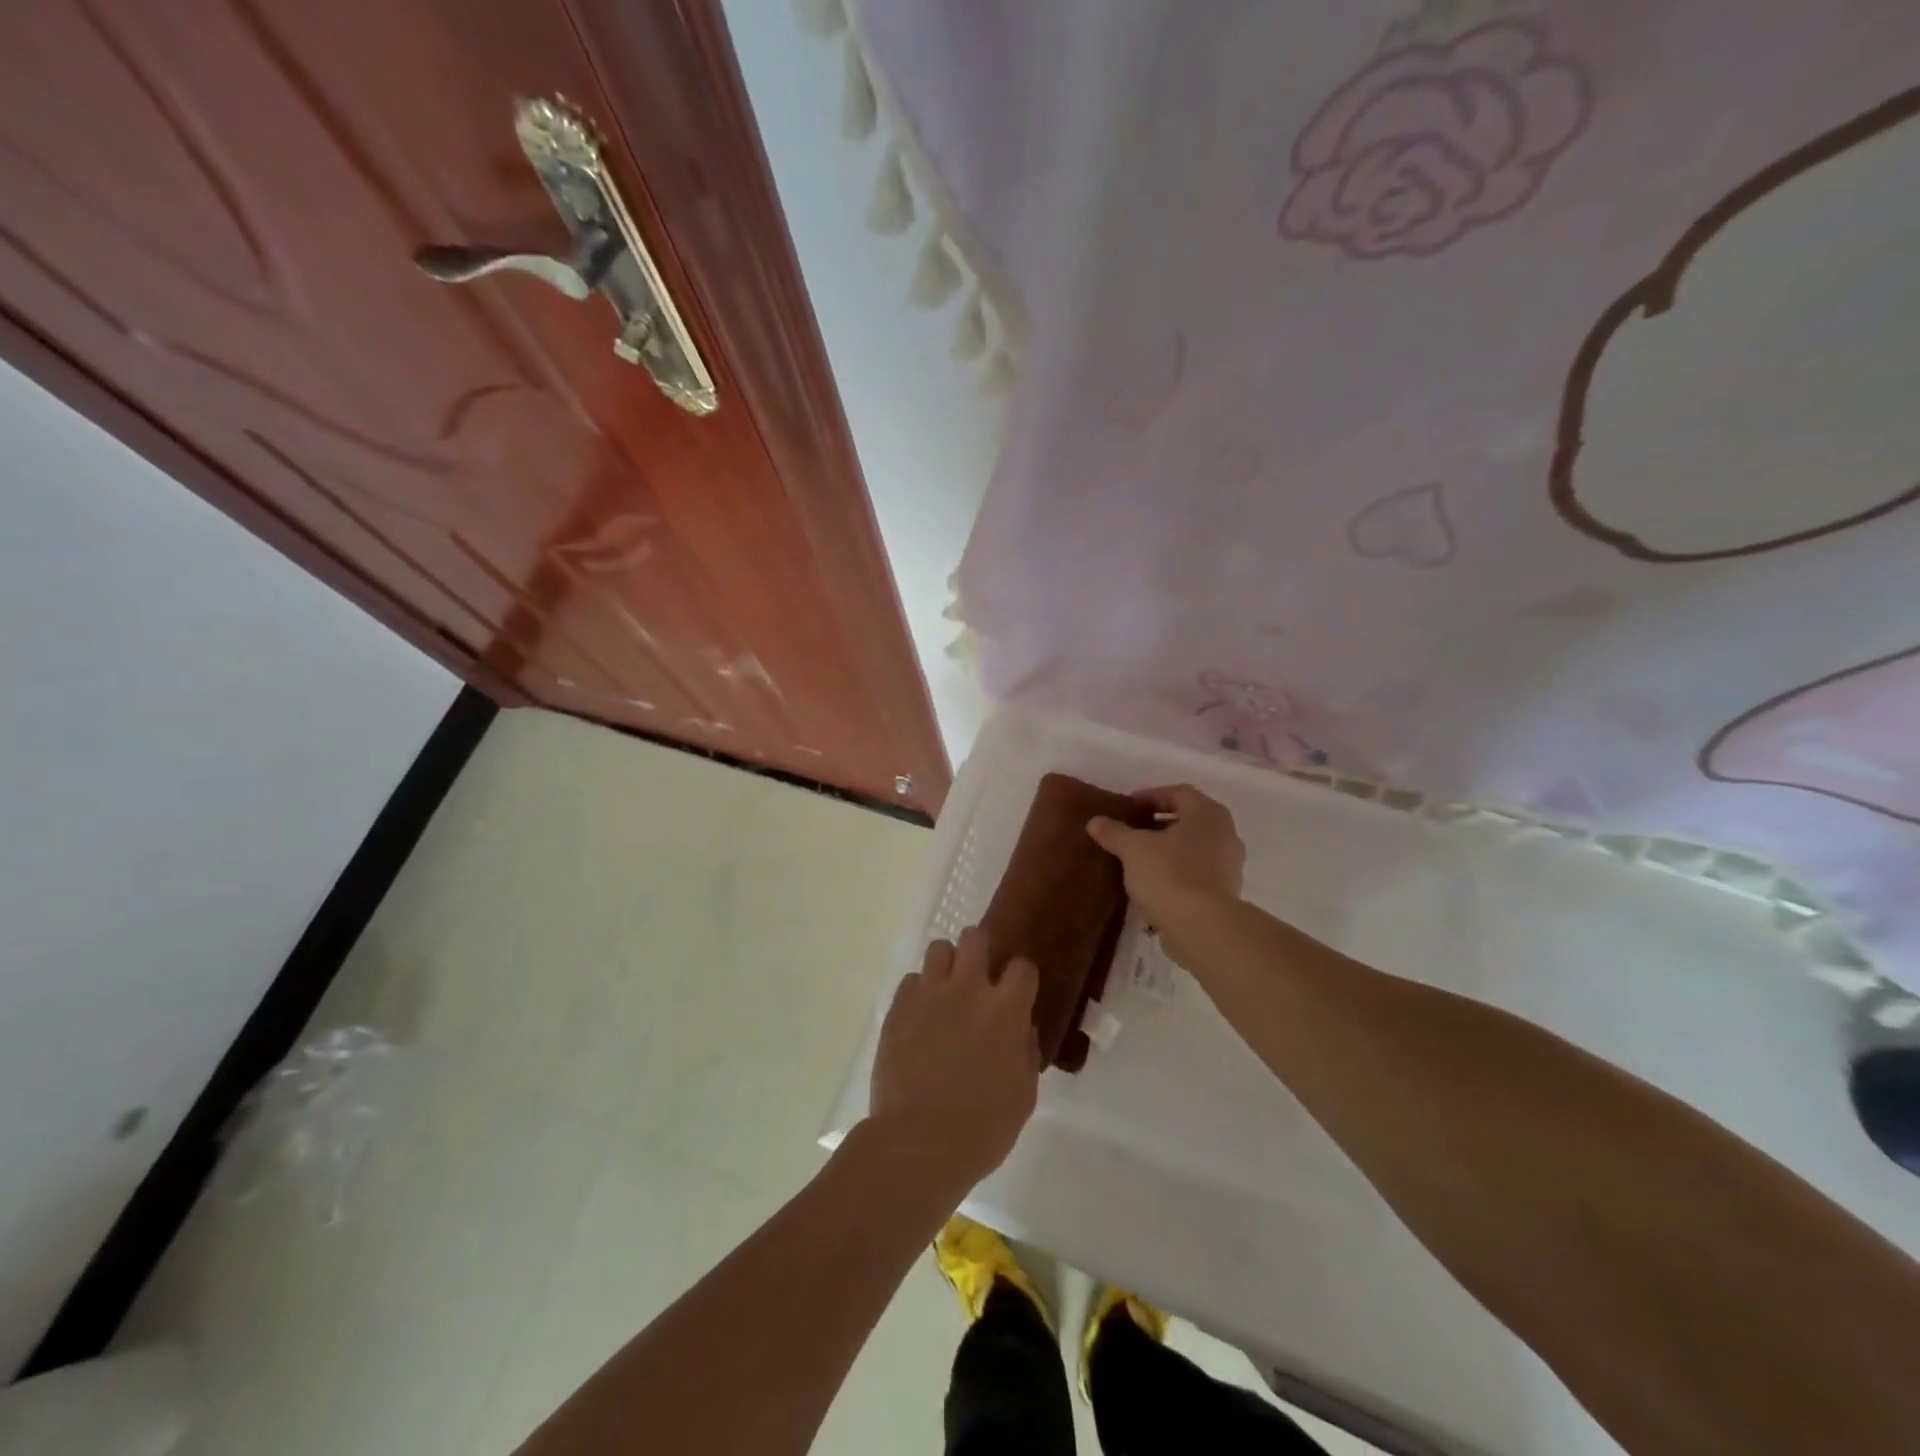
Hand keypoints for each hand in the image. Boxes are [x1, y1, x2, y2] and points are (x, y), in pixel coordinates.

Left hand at [868, 927, 1041, 1191]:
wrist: (919, 1142)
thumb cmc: (981, 1129)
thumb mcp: (1023, 1097)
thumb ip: (1025, 1054)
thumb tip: (1021, 1030)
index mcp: (1006, 1011)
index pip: (1022, 967)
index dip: (1021, 977)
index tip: (1017, 992)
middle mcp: (969, 990)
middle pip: (975, 938)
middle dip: (980, 950)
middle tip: (978, 975)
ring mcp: (930, 994)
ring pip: (939, 948)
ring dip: (946, 964)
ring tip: (945, 989)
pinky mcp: (899, 1007)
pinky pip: (911, 980)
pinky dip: (918, 992)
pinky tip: (919, 1016)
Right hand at [1087, 784, 1244, 932]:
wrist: (1203, 927)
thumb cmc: (1169, 874)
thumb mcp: (1133, 849)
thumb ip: (1114, 832)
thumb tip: (1095, 822)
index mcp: (1207, 813)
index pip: (1177, 793)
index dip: (1150, 797)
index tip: (1127, 809)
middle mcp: (1225, 833)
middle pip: (1187, 819)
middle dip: (1158, 824)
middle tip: (1131, 831)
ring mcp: (1230, 864)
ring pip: (1193, 846)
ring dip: (1168, 849)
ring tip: (1139, 859)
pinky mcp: (1226, 891)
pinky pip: (1197, 871)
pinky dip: (1177, 871)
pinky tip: (1154, 884)